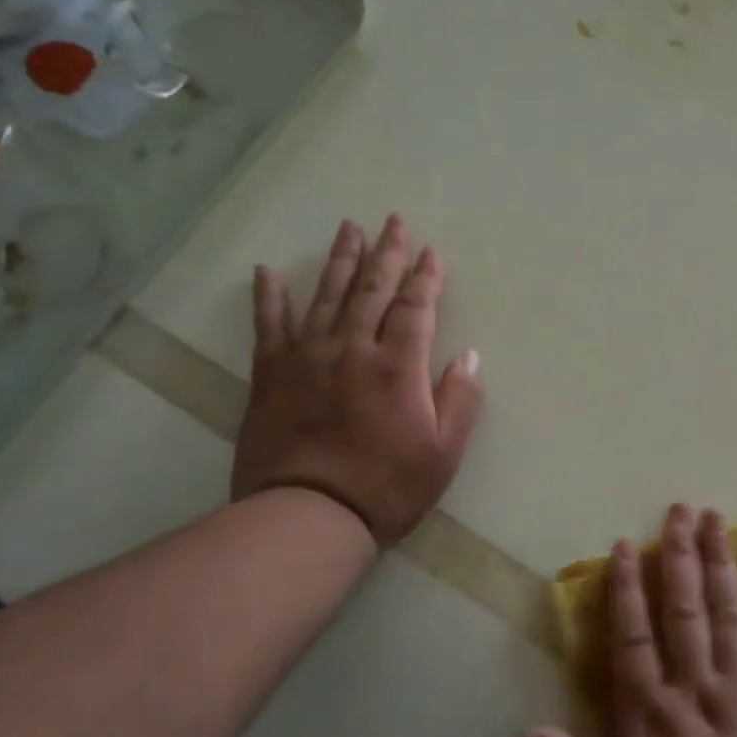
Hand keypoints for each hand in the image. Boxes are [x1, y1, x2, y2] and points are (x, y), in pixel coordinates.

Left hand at [232, 214, 483, 545]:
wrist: (308, 515)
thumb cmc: (386, 487)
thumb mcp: (444, 452)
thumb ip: (460, 400)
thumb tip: (469, 356)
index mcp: (397, 366)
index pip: (416, 308)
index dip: (426, 278)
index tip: (432, 252)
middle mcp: (353, 349)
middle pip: (372, 290)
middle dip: (386, 253)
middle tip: (393, 221)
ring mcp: (308, 358)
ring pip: (326, 296)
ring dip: (340, 260)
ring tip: (348, 228)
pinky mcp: (271, 375)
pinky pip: (269, 326)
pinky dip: (269, 297)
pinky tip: (267, 271)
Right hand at [519, 504, 736, 736]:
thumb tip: (524, 733)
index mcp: (648, 712)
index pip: (631, 634)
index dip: (625, 586)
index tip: (625, 544)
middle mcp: (693, 685)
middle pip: (682, 608)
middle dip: (678, 555)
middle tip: (679, 509)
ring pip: (727, 611)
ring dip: (720, 561)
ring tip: (716, 518)